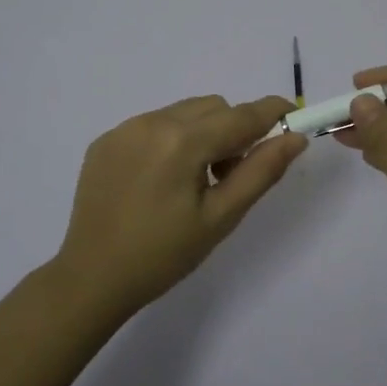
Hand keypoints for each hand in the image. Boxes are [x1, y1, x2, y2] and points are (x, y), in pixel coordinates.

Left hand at [51, 94, 308, 315]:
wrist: (92, 278)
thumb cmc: (164, 255)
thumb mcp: (220, 218)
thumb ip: (261, 172)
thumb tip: (294, 138)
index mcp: (182, 142)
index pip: (240, 116)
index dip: (271, 112)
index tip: (292, 116)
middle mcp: (151, 122)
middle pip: (213, 107)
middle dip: (233, 131)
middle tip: (229, 176)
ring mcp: (124, 129)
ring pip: (183, 112)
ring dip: (202, 133)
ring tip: (193, 181)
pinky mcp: (105, 141)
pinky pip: (153, 124)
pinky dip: (171, 140)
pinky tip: (160, 181)